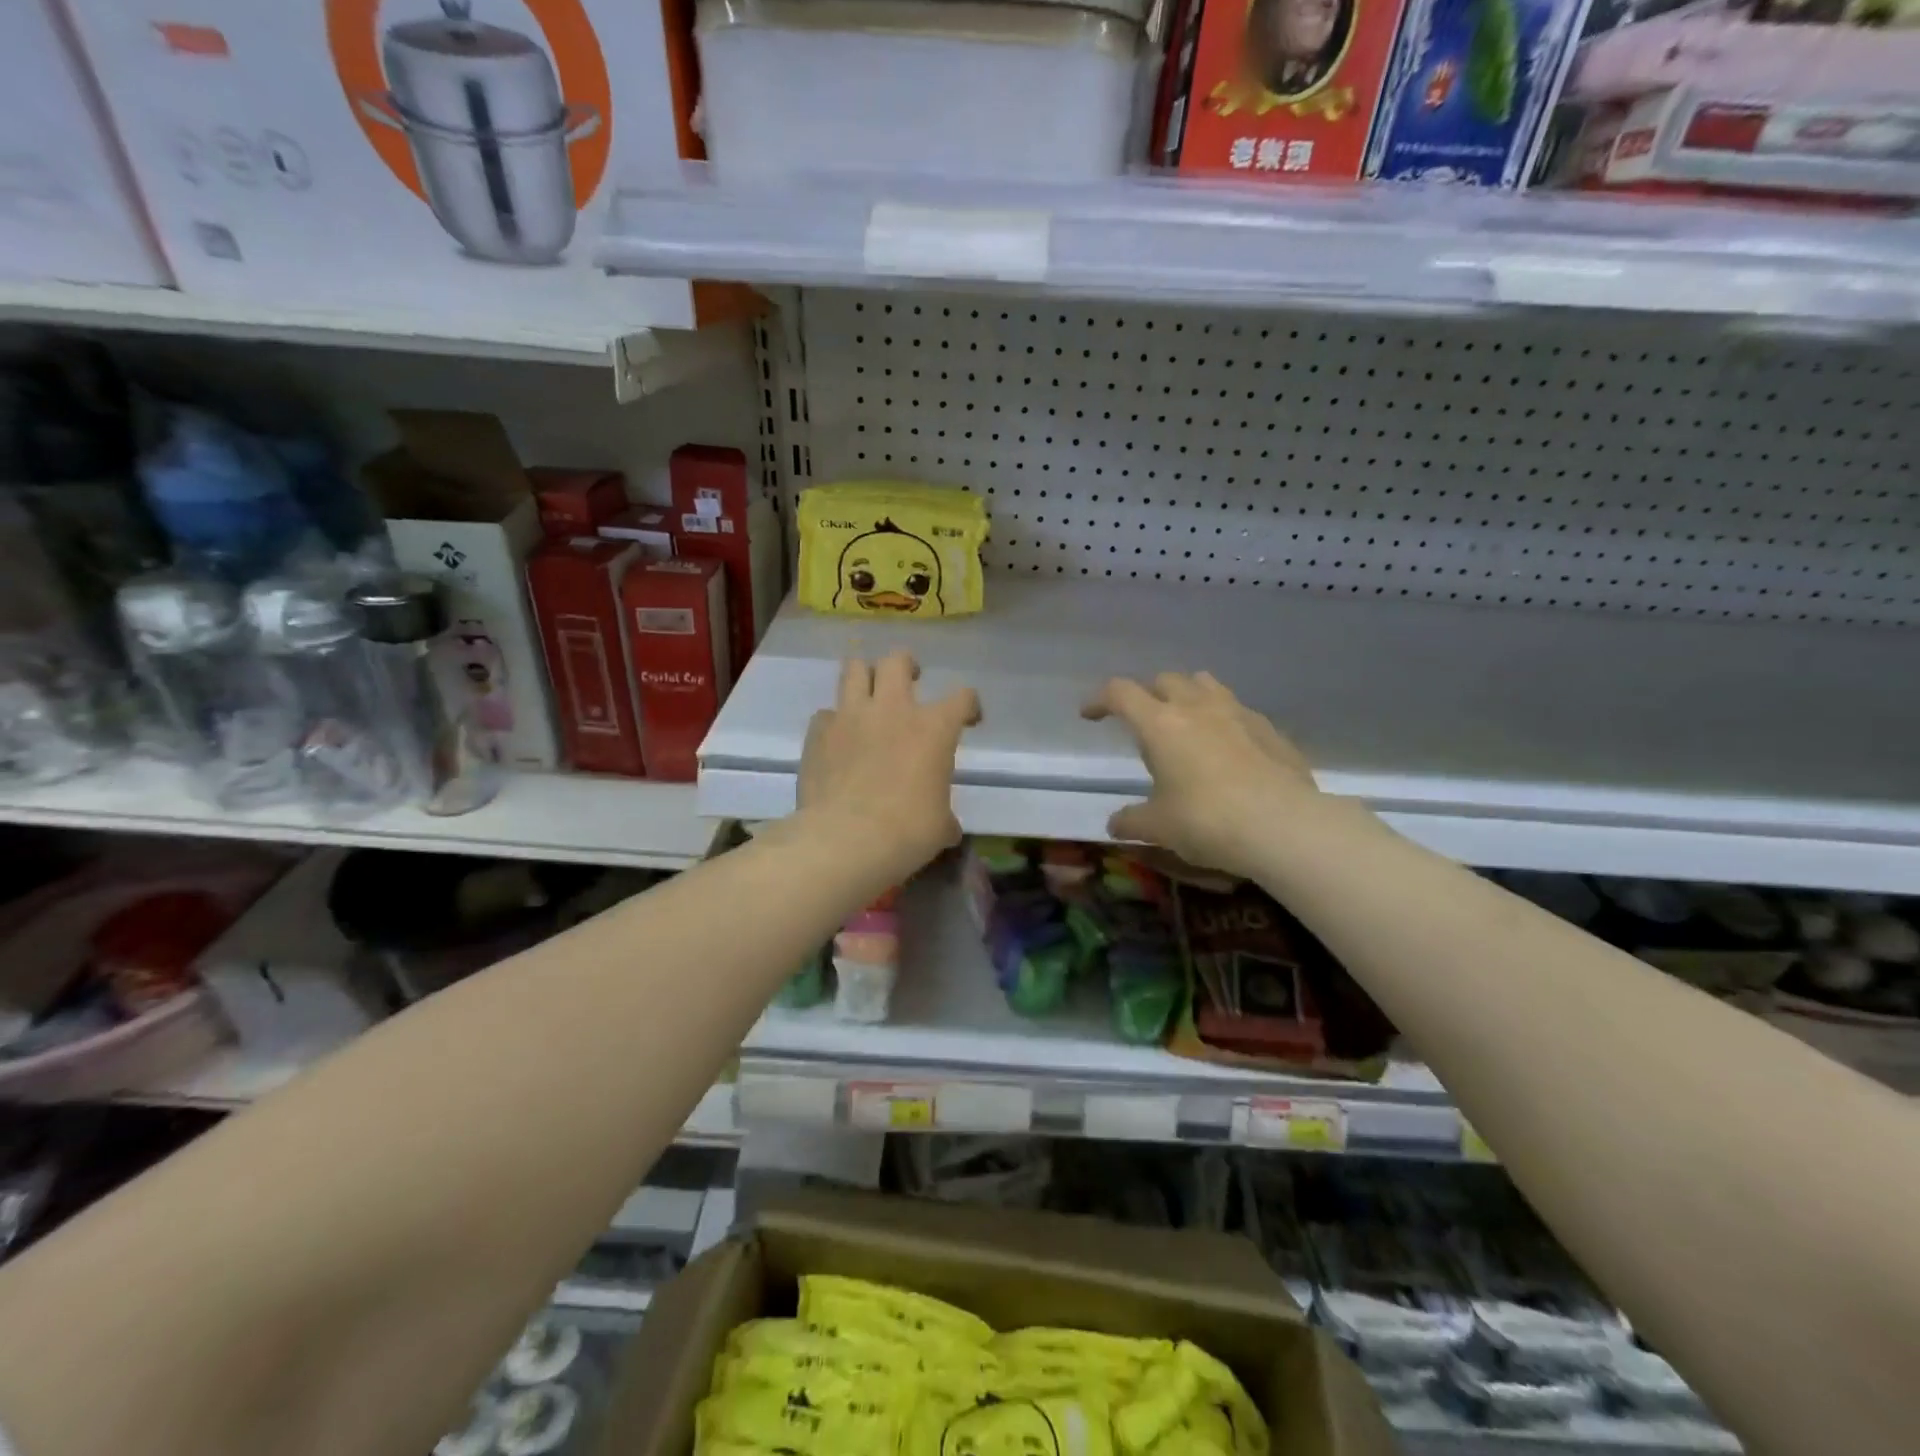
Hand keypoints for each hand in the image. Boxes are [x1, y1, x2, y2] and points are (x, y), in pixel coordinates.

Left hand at [797, 651, 979, 883]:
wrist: (845, 840)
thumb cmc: (906, 831)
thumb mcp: (940, 827)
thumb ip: (945, 816)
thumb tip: (947, 827)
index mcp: (933, 728)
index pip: (962, 697)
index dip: (969, 705)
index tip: (968, 720)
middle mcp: (892, 709)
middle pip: (897, 660)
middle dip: (906, 666)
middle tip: (909, 681)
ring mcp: (850, 716)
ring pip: (854, 669)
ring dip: (865, 677)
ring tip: (869, 695)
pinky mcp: (818, 732)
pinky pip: (826, 714)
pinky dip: (834, 722)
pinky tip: (837, 739)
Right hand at [1084, 672, 1321, 878]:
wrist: (1284, 827)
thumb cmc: (1208, 821)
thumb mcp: (1159, 827)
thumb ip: (1131, 821)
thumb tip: (1115, 824)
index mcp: (1160, 724)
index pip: (1120, 693)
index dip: (1099, 700)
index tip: (1090, 715)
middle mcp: (1197, 707)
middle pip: (1164, 680)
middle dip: (1146, 695)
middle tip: (1142, 724)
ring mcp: (1238, 713)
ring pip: (1205, 684)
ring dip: (1187, 696)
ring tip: (1185, 724)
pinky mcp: (1270, 729)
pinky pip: (1238, 710)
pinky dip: (1223, 720)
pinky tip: (1227, 749)